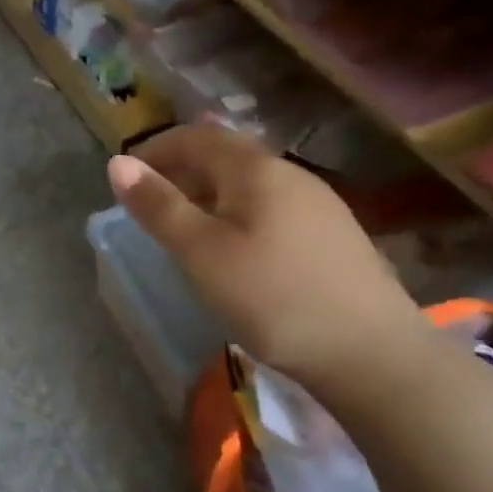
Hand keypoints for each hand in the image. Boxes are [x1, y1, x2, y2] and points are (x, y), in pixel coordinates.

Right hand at [109, 124, 425, 403]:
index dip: (155, 149)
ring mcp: (318, 204)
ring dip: (208, 193)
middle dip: (180, 171)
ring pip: (249, 183)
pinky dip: (237, 213)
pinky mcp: (333, 236)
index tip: (126, 178)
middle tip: (149, 205)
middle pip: (225, 155)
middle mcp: (290, 174)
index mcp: (256, 169)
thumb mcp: (201, 253)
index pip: (196, 136)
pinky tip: (235, 249)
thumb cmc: (273, 298)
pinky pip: (270, 207)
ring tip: (185, 229)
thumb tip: (118, 162)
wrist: (374, 355)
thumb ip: (158, 206)